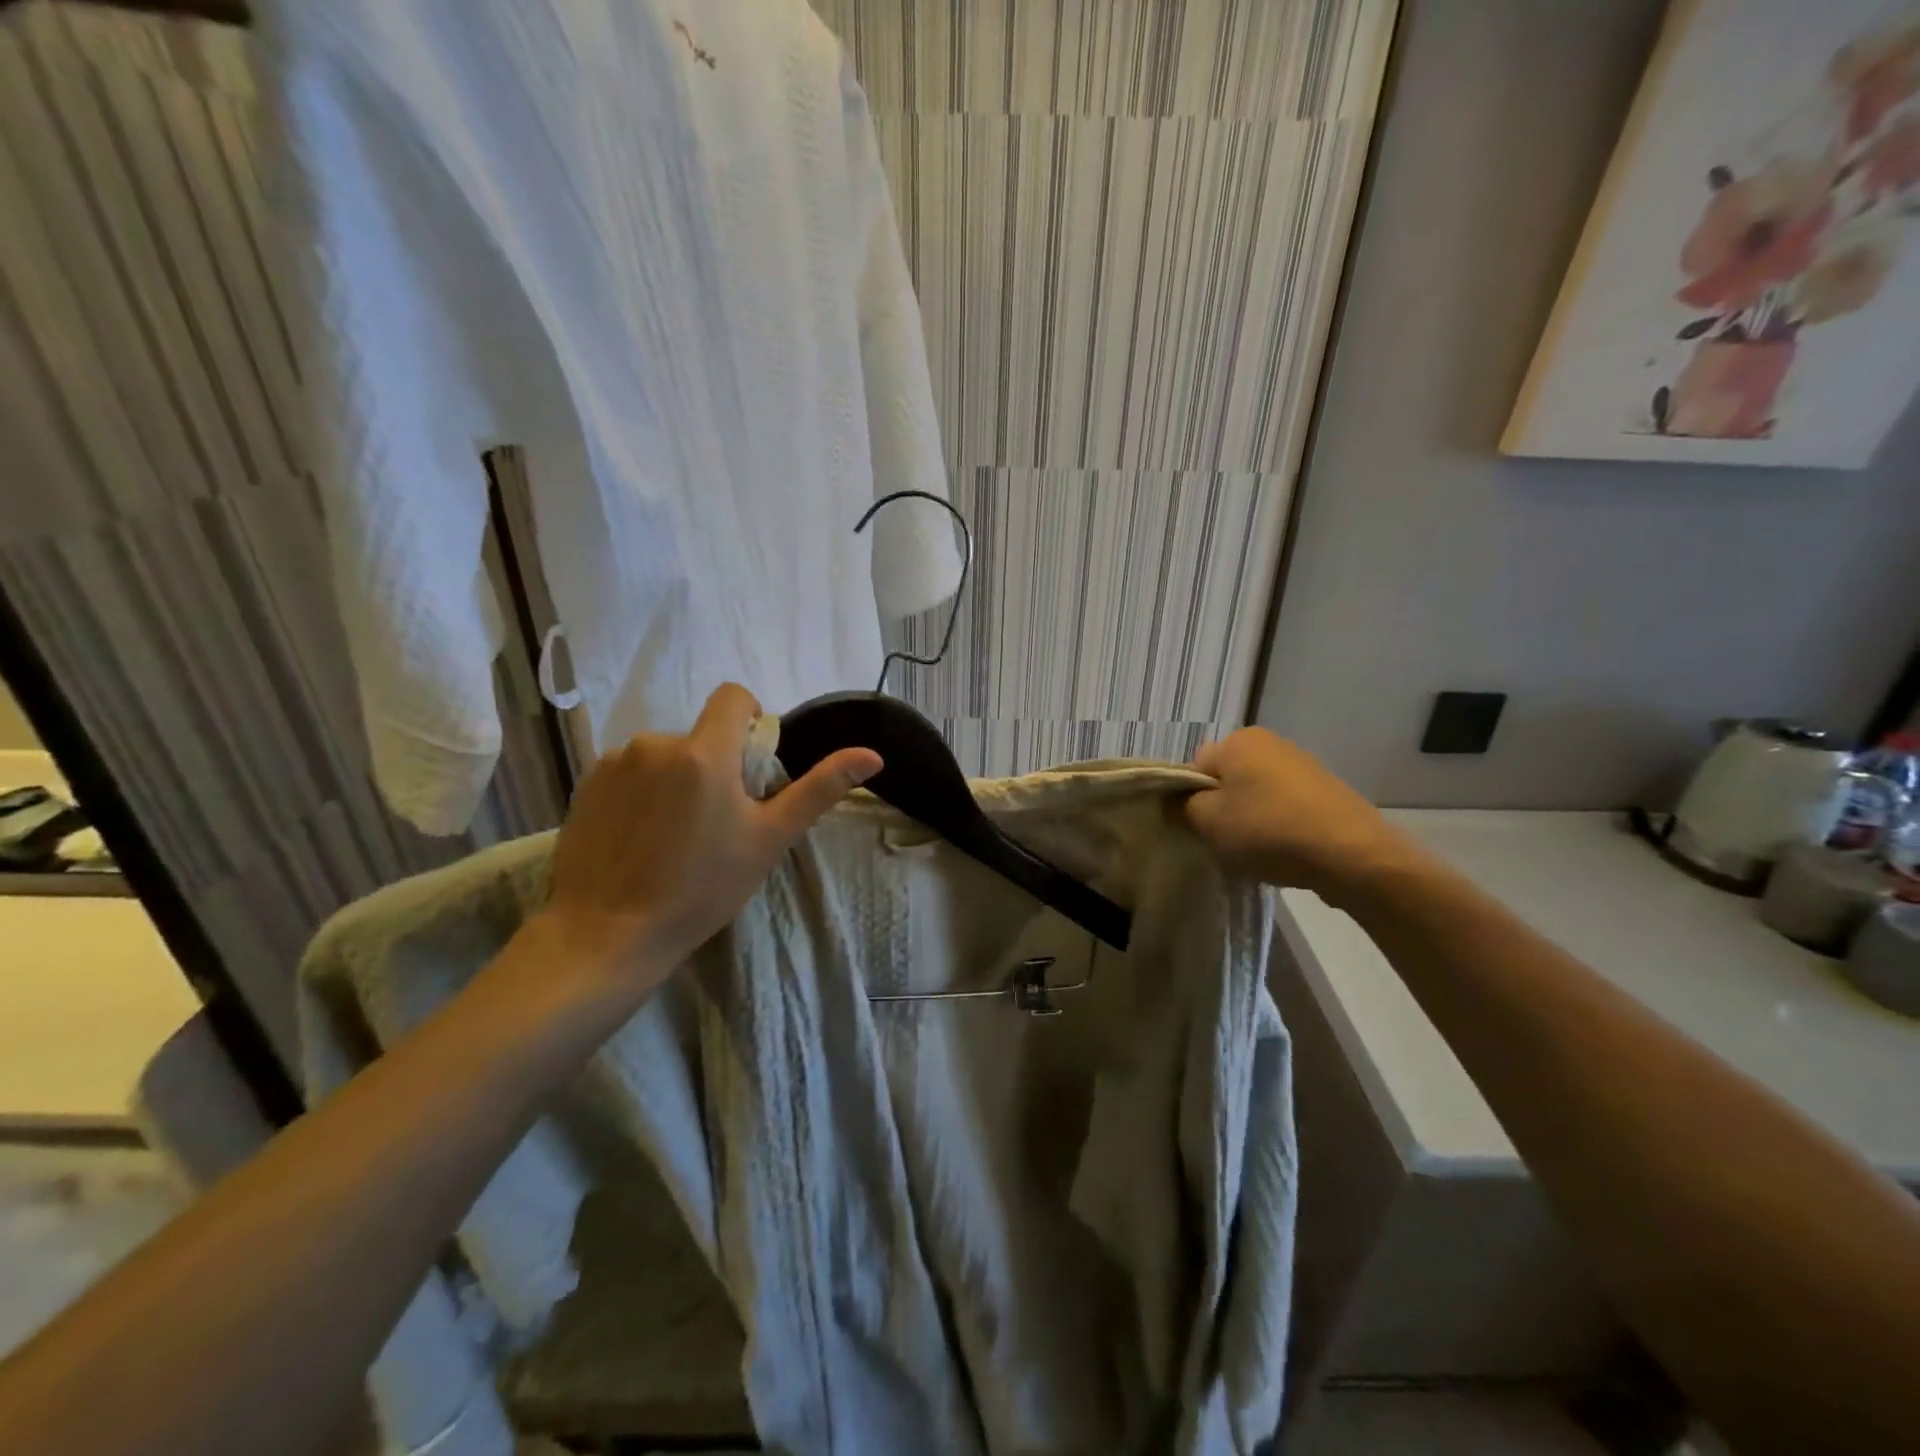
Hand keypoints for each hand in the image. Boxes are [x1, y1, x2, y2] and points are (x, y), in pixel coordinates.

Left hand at [534, 683, 879, 994]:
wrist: (606, 935)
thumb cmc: (701, 889)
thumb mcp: (769, 839)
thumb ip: (818, 789)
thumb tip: (873, 755)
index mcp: (705, 752)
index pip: (733, 697)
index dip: (749, 718)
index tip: (750, 764)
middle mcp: (656, 743)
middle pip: (700, 735)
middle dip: (713, 763)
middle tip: (715, 821)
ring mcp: (614, 763)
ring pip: (663, 755)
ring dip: (676, 779)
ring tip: (673, 835)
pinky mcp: (585, 784)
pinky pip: (628, 772)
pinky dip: (641, 793)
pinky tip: (638, 838)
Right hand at [1185, 728, 1423, 907]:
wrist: (1352, 856)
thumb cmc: (1268, 831)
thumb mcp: (1207, 822)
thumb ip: (1181, 807)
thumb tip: (1176, 801)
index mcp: (1238, 741)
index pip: (1194, 768)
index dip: (1189, 801)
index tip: (1198, 830)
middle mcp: (1271, 742)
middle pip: (1226, 780)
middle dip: (1221, 810)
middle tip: (1224, 843)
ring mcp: (1303, 765)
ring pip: (1255, 795)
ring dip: (1249, 820)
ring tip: (1256, 852)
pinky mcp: (1327, 790)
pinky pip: (1285, 807)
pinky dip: (1278, 826)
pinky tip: (1283, 852)